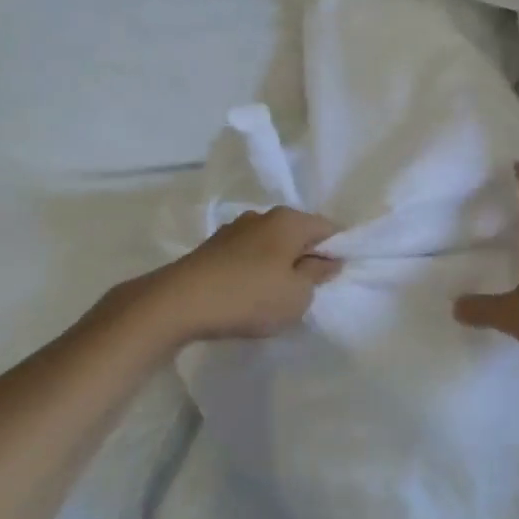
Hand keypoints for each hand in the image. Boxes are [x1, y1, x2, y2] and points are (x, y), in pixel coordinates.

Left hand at [124, 207, 341, 345]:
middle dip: (307, 257)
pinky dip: (255, 270)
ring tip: (276, 296)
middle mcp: (262, 216)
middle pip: (298, 233)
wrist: (179, 302)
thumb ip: (317, 275)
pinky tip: (249, 293)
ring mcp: (234, 229)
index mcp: (289, 220)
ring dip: (279, 265)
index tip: (336, 278)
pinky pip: (248, 255)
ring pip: (271, 244)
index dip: (338, 251)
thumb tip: (328, 260)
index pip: (328, 228)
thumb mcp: (297, 295)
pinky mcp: (213, 247)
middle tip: (309, 291)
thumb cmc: (249, 297)